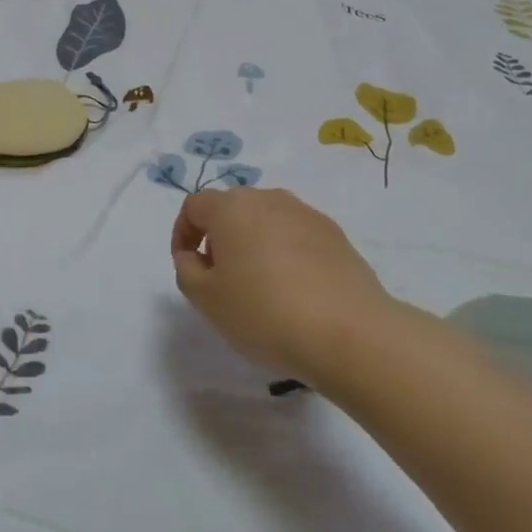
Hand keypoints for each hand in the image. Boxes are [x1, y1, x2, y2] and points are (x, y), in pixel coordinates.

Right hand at [170, 188, 399, 383]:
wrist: (349, 332)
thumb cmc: (264, 312)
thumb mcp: (206, 298)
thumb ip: (187, 270)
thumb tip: (193, 254)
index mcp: (232, 207)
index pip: (194, 206)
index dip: (182, 234)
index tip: (188, 267)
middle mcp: (269, 199)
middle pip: (232, 209)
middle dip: (219, 239)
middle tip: (221, 279)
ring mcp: (307, 214)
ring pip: (267, 222)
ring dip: (254, 245)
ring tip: (259, 288)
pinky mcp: (336, 235)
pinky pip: (297, 237)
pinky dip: (286, 255)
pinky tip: (294, 292)